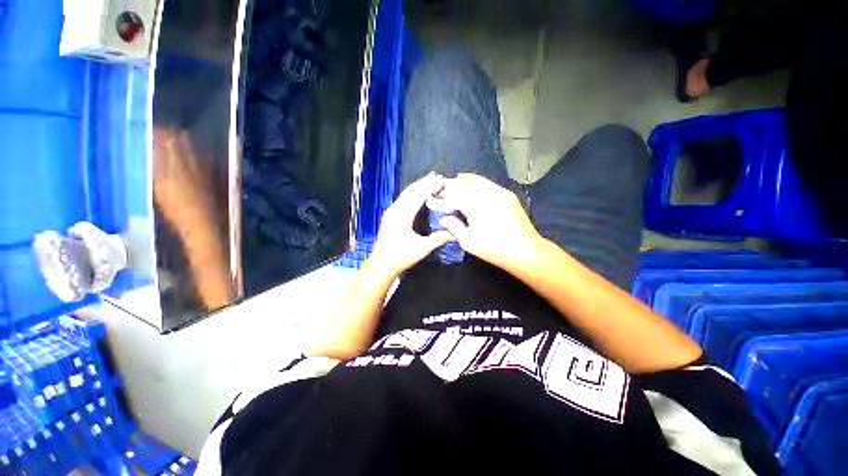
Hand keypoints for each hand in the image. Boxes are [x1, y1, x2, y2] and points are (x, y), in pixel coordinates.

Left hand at [368, 173, 452, 277]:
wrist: (380, 265)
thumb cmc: (401, 256)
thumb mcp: (422, 248)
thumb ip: (438, 239)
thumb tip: (454, 234)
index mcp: (403, 214)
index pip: (419, 195)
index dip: (431, 186)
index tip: (442, 179)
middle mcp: (395, 209)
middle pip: (410, 191)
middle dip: (423, 182)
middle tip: (436, 175)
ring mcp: (390, 212)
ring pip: (405, 194)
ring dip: (417, 187)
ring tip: (427, 180)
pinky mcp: (389, 217)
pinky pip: (401, 200)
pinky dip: (411, 194)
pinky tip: (415, 195)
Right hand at [437, 173, 542, 272]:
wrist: (526, 250)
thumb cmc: (494, 249)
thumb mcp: (469, 242)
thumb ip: (454, 227)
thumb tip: (443, 218)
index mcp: (475, 206)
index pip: (453, 195)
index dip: (442, 195)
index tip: (432, 197)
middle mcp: (486, 194)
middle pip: (464, 183)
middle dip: (451, 184)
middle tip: (442, 187)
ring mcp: (499, 192)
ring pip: (477, 180)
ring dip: (464, 180)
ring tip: (455, 180)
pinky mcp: (507, 194)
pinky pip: (488, 183)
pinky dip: (477, 182)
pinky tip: (473, 186)